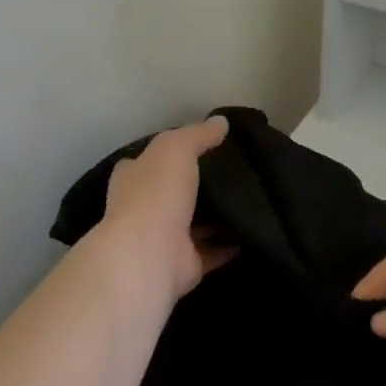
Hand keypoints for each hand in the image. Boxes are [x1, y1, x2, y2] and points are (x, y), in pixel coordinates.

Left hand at [97, 116, 235, 305]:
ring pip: (194, 224)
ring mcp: (163, 239)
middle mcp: (144, 208)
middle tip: (234, 174)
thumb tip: (222, 122)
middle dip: (197, 186)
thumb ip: (198, 134)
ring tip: (250, 201)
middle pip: (173, 193)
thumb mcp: (176, 148)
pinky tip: (251, 232)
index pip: (147, 161)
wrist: (150, 253)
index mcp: (134, 178)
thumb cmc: (157, 193)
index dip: (169, 155)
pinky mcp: (184, 264)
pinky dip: (228, 245)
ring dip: (216, 218)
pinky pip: (211, 251)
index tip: (201, 148)